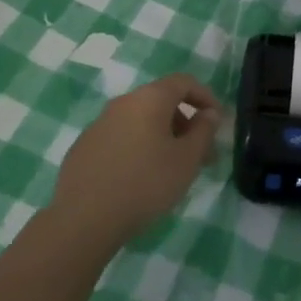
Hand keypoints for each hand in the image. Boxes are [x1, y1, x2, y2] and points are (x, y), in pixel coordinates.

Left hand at [52, 73, 221, 249]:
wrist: (84, 218)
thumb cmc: (146, 183)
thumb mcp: (187, 159)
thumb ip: (204, 131)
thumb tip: (208, 113)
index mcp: (149, 99)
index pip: (183, 82)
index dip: (205, 97)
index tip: (217, 121)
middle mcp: (122, 103)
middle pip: (161, 102)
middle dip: (185, 123)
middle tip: (200, 154)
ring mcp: (99, 124)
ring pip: (140, 121)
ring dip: (162, 137)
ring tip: (172, 170)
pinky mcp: (84, 147)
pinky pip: (120, 138)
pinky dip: (138, 148)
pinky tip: (140, 178)